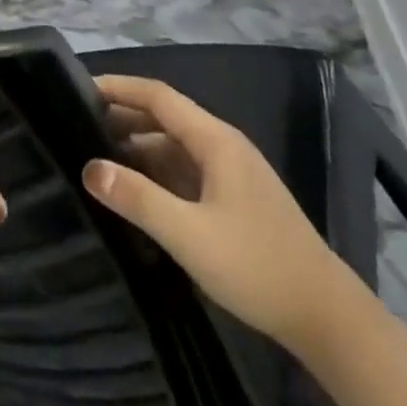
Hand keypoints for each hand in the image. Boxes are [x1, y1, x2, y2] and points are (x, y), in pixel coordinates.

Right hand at [83, 75, 349, 348]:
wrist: (328, 318)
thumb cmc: (257, 267)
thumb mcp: (189, 235)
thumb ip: (138, 199)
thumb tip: (88, 167)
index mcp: (214, 140)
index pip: (158, 96)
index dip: (119, 87)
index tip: (79, 87)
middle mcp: (223, 144)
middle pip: (166, 116)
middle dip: (124, 115)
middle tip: (78, 124)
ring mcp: (232, 171)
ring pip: (176, 144)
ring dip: (138, 145)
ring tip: (97, 157)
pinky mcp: (236, 197)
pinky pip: (187, 168)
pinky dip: (157, 169)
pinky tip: (137, 189)